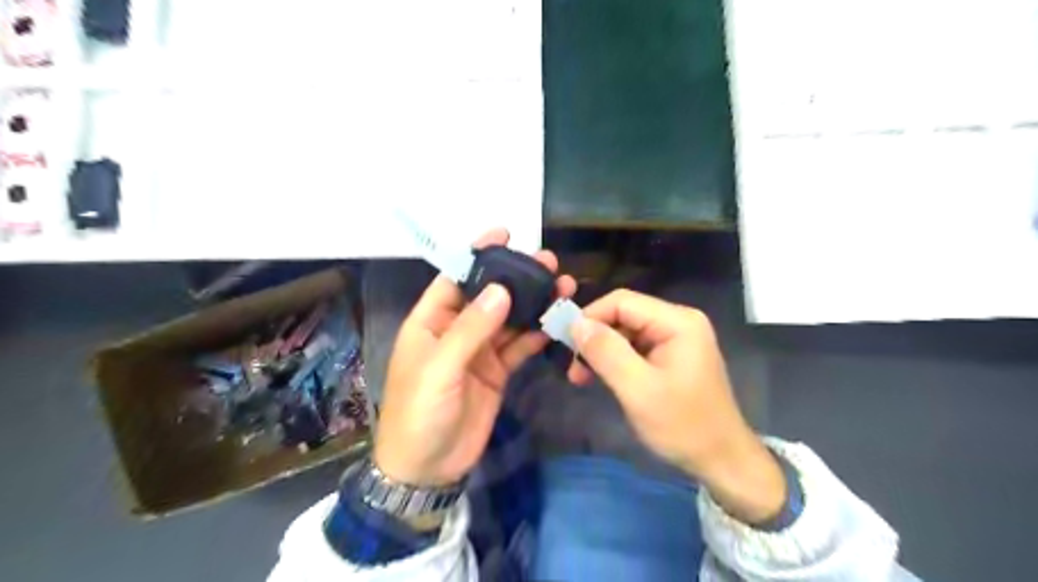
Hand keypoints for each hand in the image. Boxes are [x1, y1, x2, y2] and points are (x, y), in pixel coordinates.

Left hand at [374, 230, 575, 488]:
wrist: (428, 468)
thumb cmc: (420, 413)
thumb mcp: (439, 368)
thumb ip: (470, 329)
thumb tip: (501, 290)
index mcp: (431, 321)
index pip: (455, 278)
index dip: (478, 254)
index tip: (505, 233)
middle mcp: (456, 329)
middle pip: (489, 295)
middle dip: (516, 277)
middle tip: (548, 263)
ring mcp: (479, 350)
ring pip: (509, 318)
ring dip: (533, 304)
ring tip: (563, 288)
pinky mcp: (497, 371)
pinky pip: (519, 346)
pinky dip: (536, 334)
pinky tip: (555, 322)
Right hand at [568, 292, 786, 522]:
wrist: (722, 460)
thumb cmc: (683, 425)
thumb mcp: (638, 389)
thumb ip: (606, 352)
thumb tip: (576, 323)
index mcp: (677, 321)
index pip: (622, 301)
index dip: (590, 317)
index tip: (566, 344)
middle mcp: (678, 321)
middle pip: (623, 315)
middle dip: (595, 338)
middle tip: (572, 368)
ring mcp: (676, 338)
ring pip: (625, 332)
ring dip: (601, 351)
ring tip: (581, 378)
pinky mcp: (672, 355)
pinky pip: (635, 347)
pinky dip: (615, 360)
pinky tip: (601, 378)